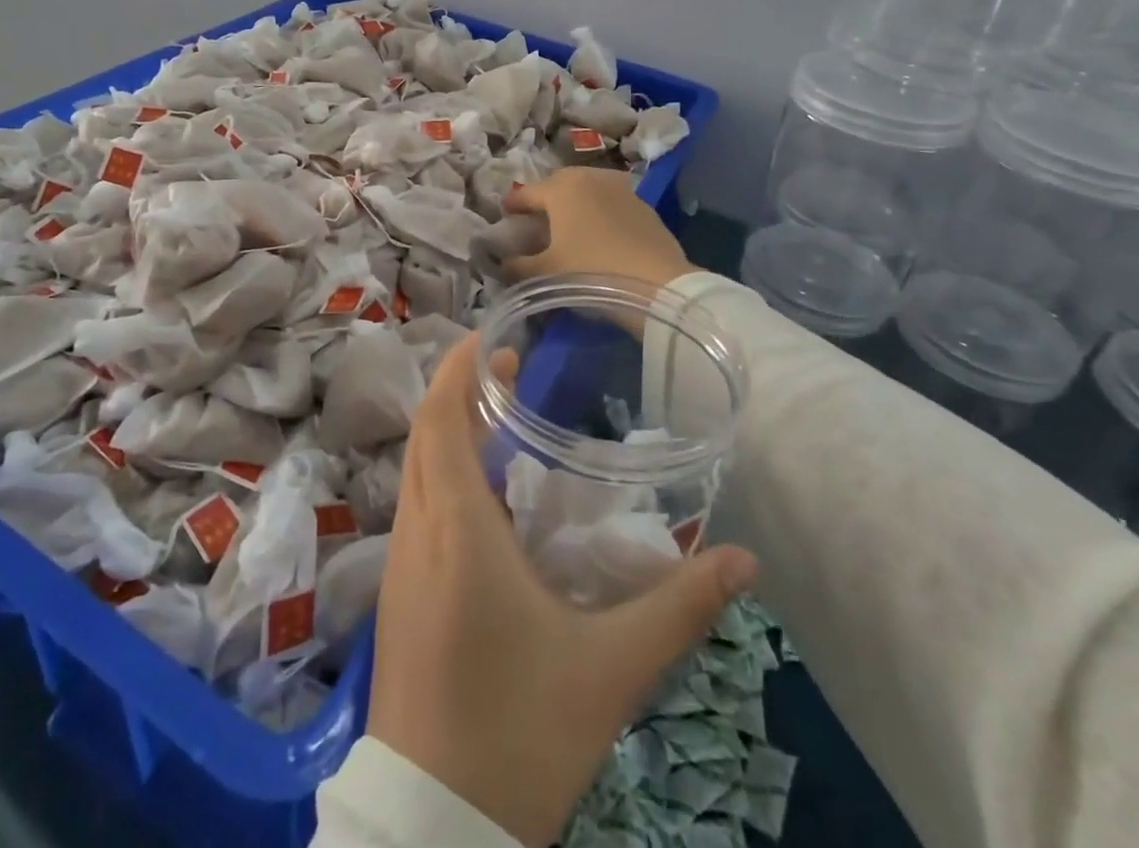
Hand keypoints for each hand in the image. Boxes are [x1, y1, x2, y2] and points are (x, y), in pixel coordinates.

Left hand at [368, 333, 757, 847]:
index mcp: (455, 529)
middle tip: (510, 374)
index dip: (457, 370)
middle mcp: (416, 533)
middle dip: (460, 393)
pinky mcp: (396, 597)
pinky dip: (442, 476)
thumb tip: (742, 559)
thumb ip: (677, 608)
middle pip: (425, 435)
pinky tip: (484, 501)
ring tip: (500, 424)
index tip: (491, 340)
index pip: (440, 419)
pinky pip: (415, 508)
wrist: (431, 830)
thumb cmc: (519, 734)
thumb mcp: (609, 670)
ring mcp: (399, 566)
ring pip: (415, 471)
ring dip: (449, 434)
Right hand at [504, 169, 693, 291]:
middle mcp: (589, 178)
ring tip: (569, 224)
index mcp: (561, 189)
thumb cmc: (591, 271)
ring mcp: (621, 189)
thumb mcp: (546, 274)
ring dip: (575, 202)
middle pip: (559, 184)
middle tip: (537, 218)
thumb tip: (503, 263)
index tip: (504, 214)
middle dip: (545, 197)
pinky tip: (599, 234)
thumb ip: (518, 266)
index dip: (513, 204)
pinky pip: (611, 203)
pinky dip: (599, 212)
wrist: (657, 284)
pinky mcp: (643, 206)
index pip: (527, 193)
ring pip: (588, 189)